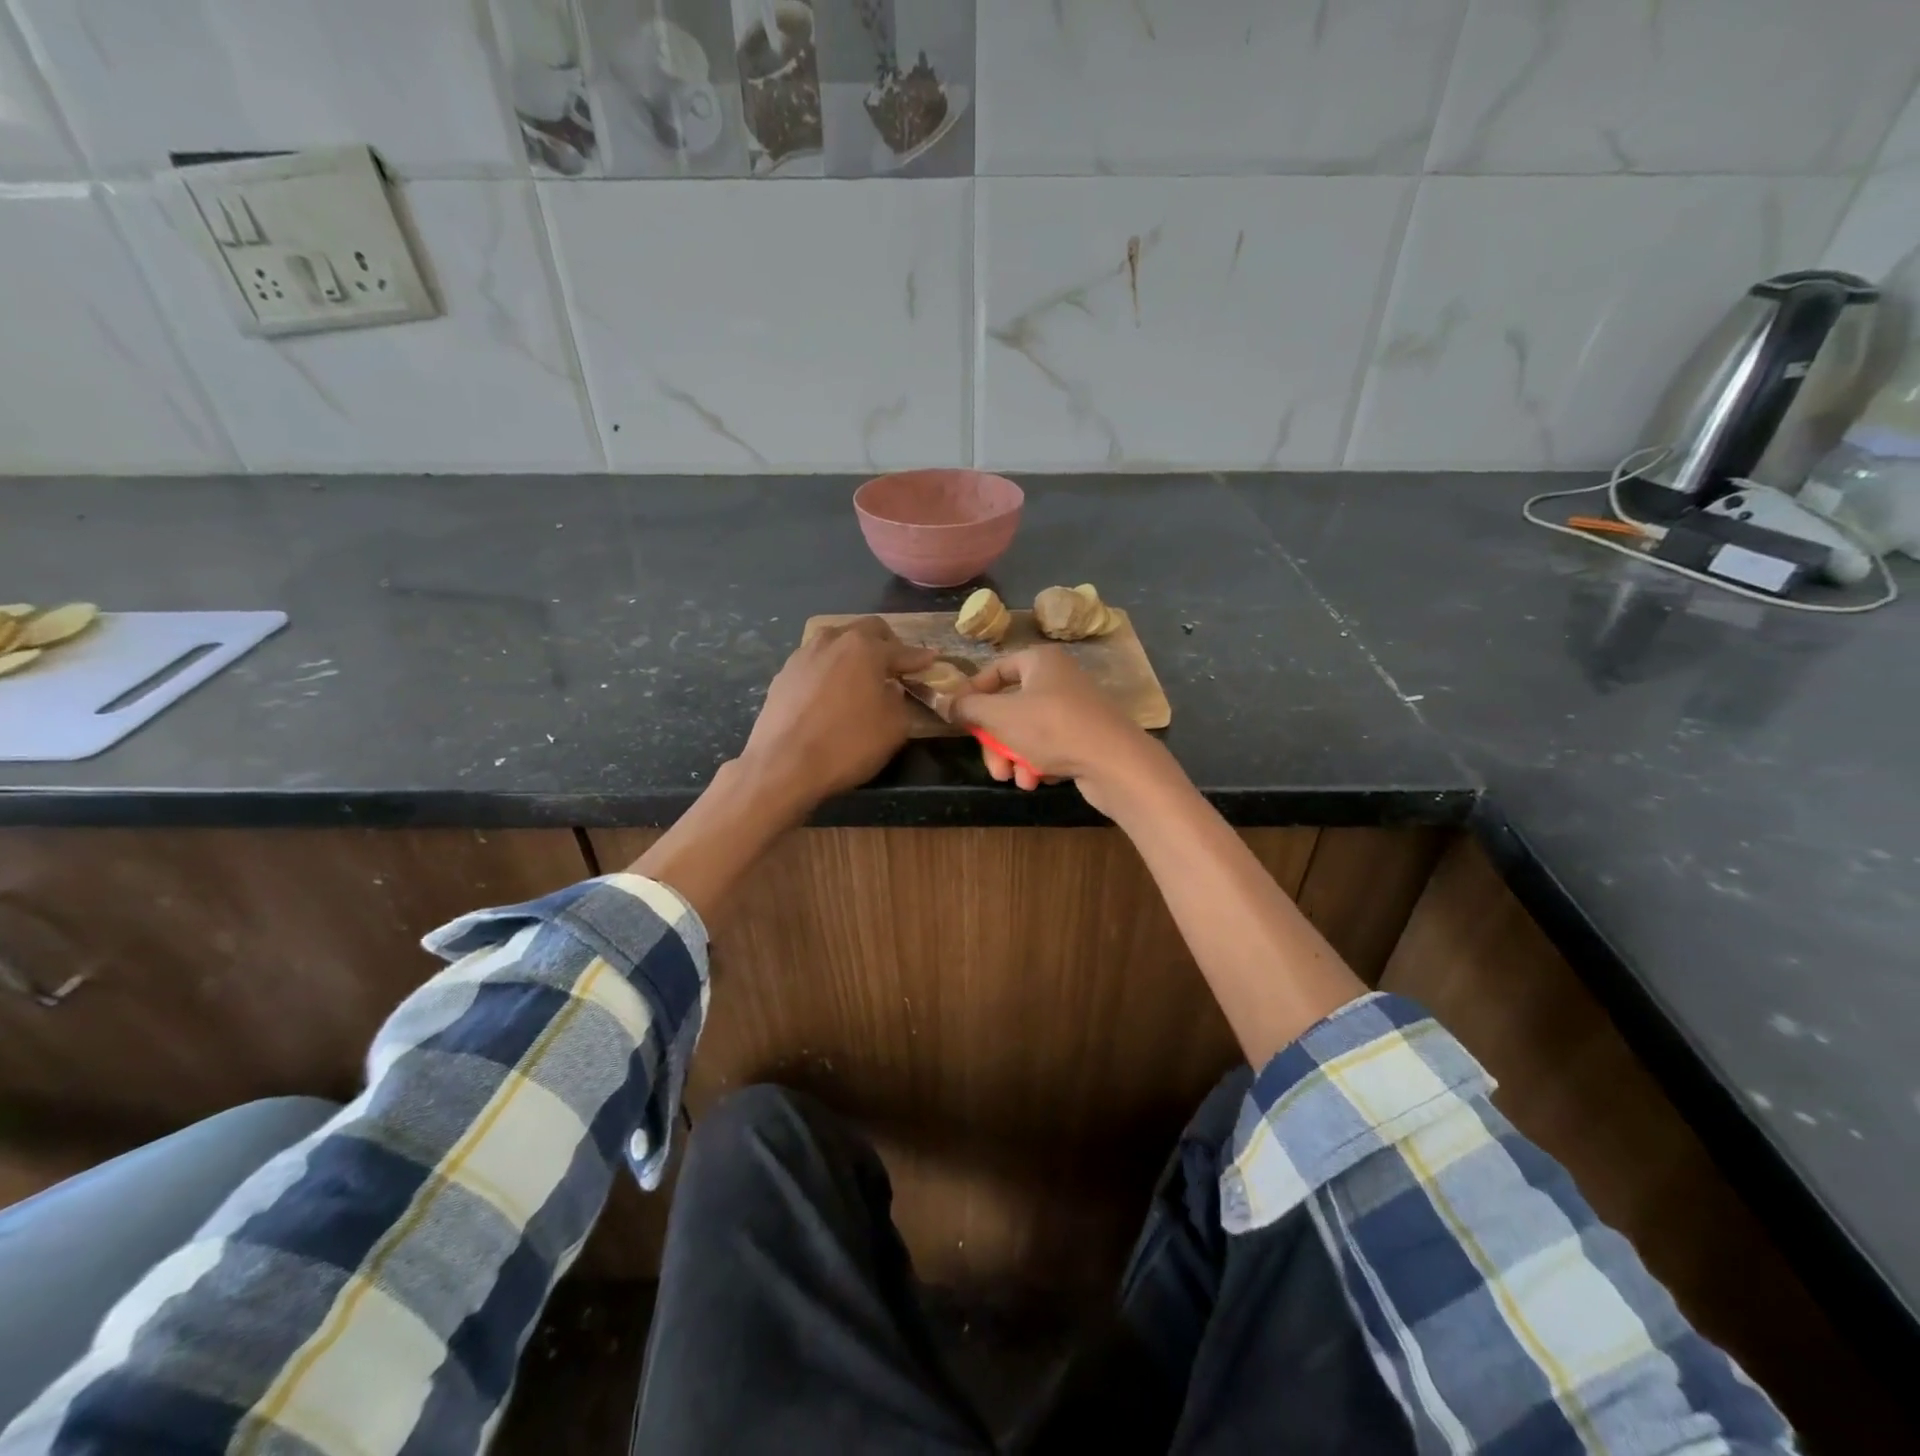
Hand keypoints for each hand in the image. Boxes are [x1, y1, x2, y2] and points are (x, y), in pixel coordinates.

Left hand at [737, 617, 935, 813]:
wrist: (783, 765)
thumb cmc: (847, 744)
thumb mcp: (894, 727)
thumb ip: (899, 700)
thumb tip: (890, 689)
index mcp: (864, 648)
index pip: (901, 650)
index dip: (918, 658)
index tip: (931, 660)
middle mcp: (832, 640)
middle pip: (866, 630)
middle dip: (886, 644)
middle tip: (896, 665)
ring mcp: (803, 655)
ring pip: (836, 641)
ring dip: (854, 652)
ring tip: (862, 675)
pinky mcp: (783, 674)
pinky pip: (816, 663)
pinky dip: (831, 670)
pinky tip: (832, 692)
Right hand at [950, 646, 1164, 812]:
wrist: (1115, 762)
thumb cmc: (1052, 728)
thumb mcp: (1000, 716)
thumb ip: (969, 708)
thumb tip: (947, 702)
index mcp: (1040, 661)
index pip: (996, 670)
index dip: (973, 693)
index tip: (958, 718)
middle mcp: (1058, 679)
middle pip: (1009, 709)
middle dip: (996, 743)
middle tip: (994, 768)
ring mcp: (1073, 709)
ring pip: (1026, 733)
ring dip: (1015, 758)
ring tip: (1019, 779)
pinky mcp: (1084, 737)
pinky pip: (1049, 747)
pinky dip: (1038, 763)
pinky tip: (1038, 780)